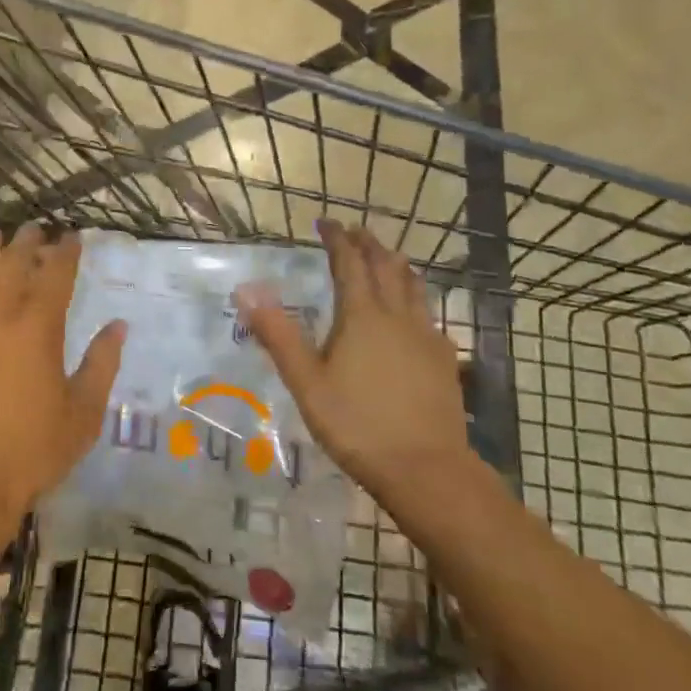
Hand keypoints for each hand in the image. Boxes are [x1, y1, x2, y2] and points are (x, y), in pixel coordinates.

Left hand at [0, 226, 124, 538]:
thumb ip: (102, 365)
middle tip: (34, 230)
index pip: (58, 271)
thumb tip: (119, 325)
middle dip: (28, 240)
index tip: (72, 237)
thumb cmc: (27, 454)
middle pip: (14, 260)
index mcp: (39, 325)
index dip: (67, 249)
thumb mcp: (82, 415)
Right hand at [236, 221, 470, 511]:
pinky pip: (429, 313)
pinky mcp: (444, 358)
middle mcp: (397, 315)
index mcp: (361, 315)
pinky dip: (416, 297)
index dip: (337, 239)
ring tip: (387, 257)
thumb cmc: (357, 424)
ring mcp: (426, 335)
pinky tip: (414, 313)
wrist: (425, 469)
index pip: (349, 262)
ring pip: (413, 285)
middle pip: (385, 266)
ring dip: (396, 264)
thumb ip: (278, 335)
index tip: (326, 222)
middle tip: (355, 231)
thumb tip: (246, 292)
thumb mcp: (306, 383)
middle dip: (368, 244)